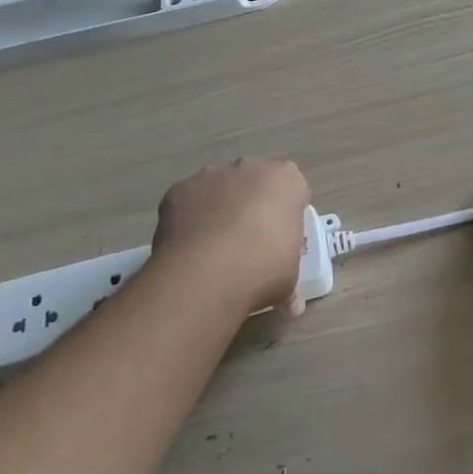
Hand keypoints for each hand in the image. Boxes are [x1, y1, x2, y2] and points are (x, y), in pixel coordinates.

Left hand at [152, 158, 310, 315]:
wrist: (209, 271)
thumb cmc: (264, 268)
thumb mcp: (288, 279)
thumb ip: (290, 285)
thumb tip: (292, 306)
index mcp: (287, 180)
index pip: (292, 189)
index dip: (286, 212)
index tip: (280, 236)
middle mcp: (251, 167)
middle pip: (255, 181)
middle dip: (252, 203)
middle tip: (248, 240)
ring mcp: (213, 174)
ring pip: (219, 187)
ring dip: (219, 207)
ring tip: (213, 247)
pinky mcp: (180, 188)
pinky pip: (188, 201)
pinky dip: (189, 217)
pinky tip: (188, 246)